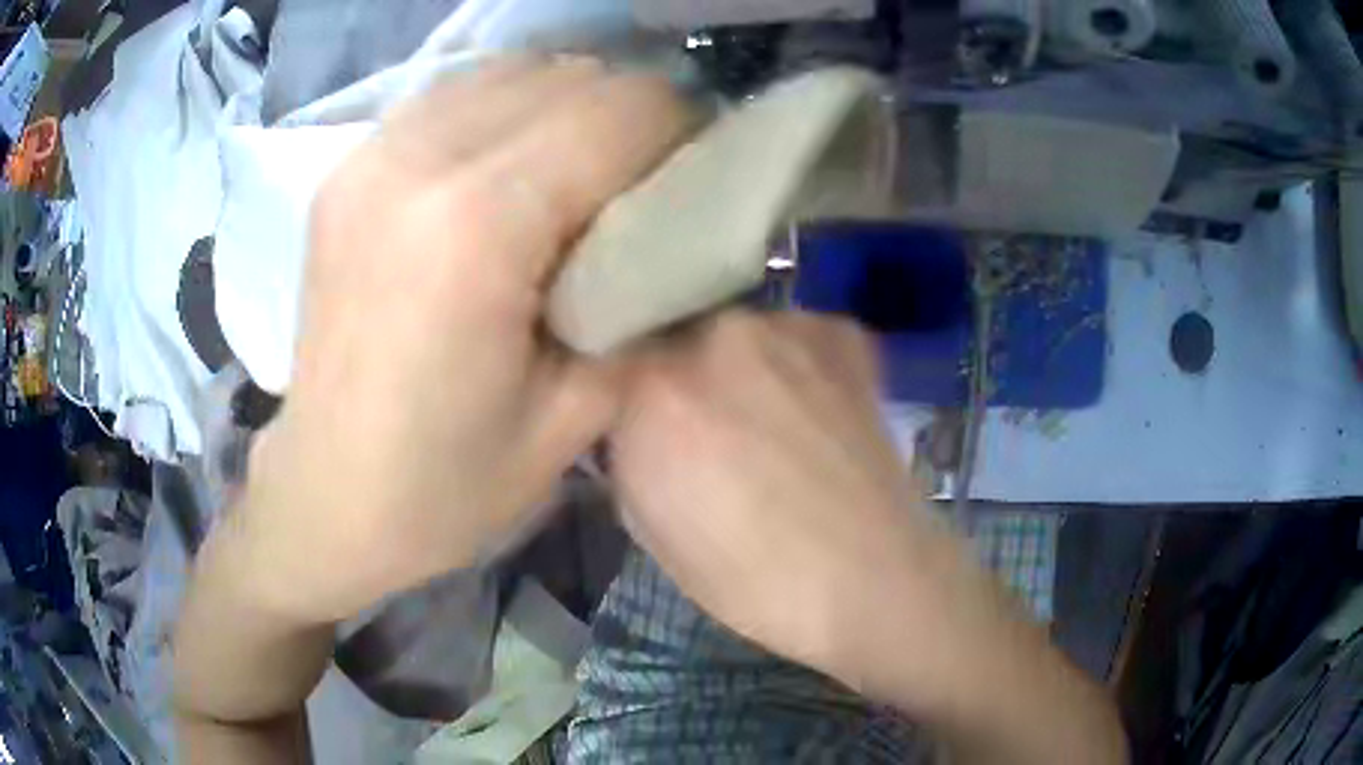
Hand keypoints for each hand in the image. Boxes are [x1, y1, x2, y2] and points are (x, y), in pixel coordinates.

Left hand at [233, 60, 695, 623]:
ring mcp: (371, 155)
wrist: (328, 497)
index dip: (680, 130)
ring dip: (567, 105)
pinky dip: (503, 110)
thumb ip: (640, 295)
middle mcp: (419, 162)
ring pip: (511, 71)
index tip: (697, 173)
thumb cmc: (447, 486)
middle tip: (645, 178)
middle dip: (630, 115)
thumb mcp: (578, 413)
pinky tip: (509, 165)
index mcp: (479, 225)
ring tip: (579, 170)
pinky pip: (453, 94)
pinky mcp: (347, 167)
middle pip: (569, 77)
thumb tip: (676, 222)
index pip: (620, 113)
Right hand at [611, 310, 963, 685]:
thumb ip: (625, 452)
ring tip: (769, 423)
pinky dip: (795, 365)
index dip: (622, 390)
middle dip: (679, 375)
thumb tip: (631, 421)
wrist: (872, 580)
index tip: (637, 418)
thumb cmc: (751, 579)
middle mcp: (715, 335)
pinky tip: (815, 413)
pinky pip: (796, 336)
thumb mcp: (648, 527)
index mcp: (653, 390)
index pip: (608, 356)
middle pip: (674, 335)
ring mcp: (786, 326)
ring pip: (736, 333)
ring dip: (738, 369)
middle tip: (705, 426)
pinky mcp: (841, 334)